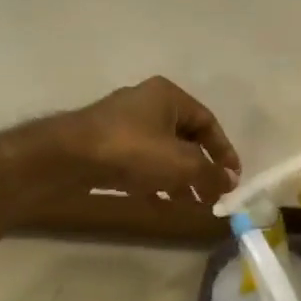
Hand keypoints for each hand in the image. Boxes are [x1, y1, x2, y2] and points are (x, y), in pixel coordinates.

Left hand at [55, 76, 240, 204]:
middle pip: (185, 138)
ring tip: (192, 204)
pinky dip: (155, 182)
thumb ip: (211, 174)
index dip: (224, 151)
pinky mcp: (105, 146)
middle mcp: (147, 104)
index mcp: (168, 96)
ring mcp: (123, 125)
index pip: (208, 122)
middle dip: (202, 169)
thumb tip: (231, 183)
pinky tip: (163, 205)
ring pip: (162, 153)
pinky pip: (141, 164)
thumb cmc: (132, 150)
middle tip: (213, 195)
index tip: (233, 178)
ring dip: (180, 178)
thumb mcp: (182, 164)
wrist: (66, 158)